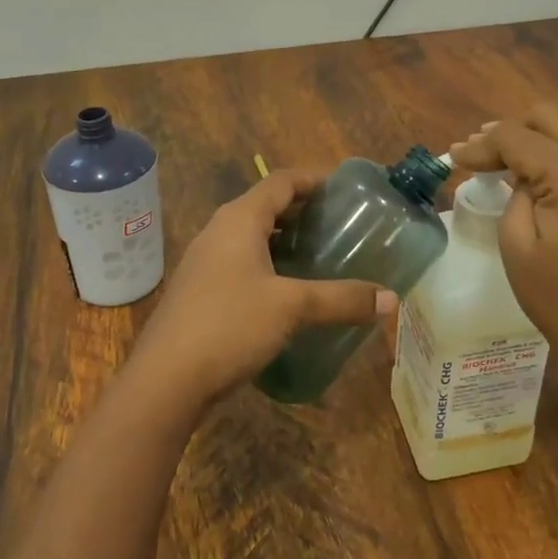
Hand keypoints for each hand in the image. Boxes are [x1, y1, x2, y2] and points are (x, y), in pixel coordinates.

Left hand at [132, 169, 397, 408]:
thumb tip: (391, 299)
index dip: (314, 179)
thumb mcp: (292, 308)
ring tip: (323, 254)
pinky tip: (291, 290)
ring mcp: (206, 261)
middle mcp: (220, 231)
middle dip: (304, 211)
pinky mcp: (201, 289)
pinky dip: (271, 263)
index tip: (346, 189)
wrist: (165, 379)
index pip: (281, 181)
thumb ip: (341, 299)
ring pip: (253, 236)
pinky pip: (242, 262)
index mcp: (239, 219)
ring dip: (287, 240)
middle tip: (342, 224)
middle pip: (267, 205)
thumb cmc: (229, 325)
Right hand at [449, 103, 557, 389]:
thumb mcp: (517, 244)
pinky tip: (544, 169)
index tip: (454, 156)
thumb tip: (512, 167)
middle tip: (482, 156)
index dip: (481, 144)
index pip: (519, 137)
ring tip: (508, 158)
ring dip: (540, 134)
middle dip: (511, 130)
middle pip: (551, 115)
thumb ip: (513, 190)